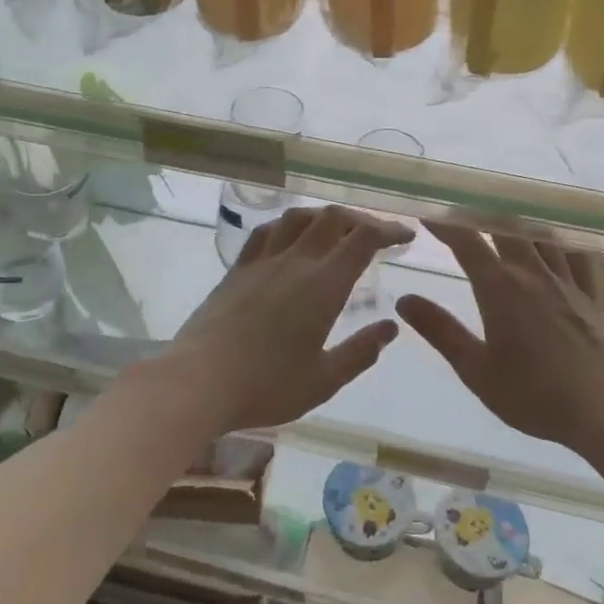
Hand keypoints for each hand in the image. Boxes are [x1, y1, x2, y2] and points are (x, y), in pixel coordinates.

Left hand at [158, 205, 410, 434]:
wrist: (197, 381)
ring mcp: (262, 262)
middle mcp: (295, 262)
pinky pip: (266, 232)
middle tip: (376, 234)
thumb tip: (390, 327)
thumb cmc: (266, 387)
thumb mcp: (323, 380)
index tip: (405, 234)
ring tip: (336, 230)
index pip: (362, 239)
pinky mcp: (237, 270)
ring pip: (298, 218)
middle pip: (332, 218)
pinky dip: (287, 226)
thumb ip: (360, 352)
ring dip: (324, 216)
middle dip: (361, 218)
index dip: (388, 229)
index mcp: (323, 286)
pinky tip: (289, 238)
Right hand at [396, 221, 603, 451]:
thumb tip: (404, 299)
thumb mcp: (476, 370)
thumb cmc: (535, 394)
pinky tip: (554, 245)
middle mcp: (532, 273)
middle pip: (505, 228)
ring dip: (517, 223)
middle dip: (480, 216)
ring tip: (502, 220)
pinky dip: (558, 243)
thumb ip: (440, 331)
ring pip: (539, 236)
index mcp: (500, 287)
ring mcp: (565, 281)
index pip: (467, 242)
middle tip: (461, 215)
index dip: (445, 224)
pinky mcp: (590, 296)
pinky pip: (573, 255)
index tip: (426, 213)